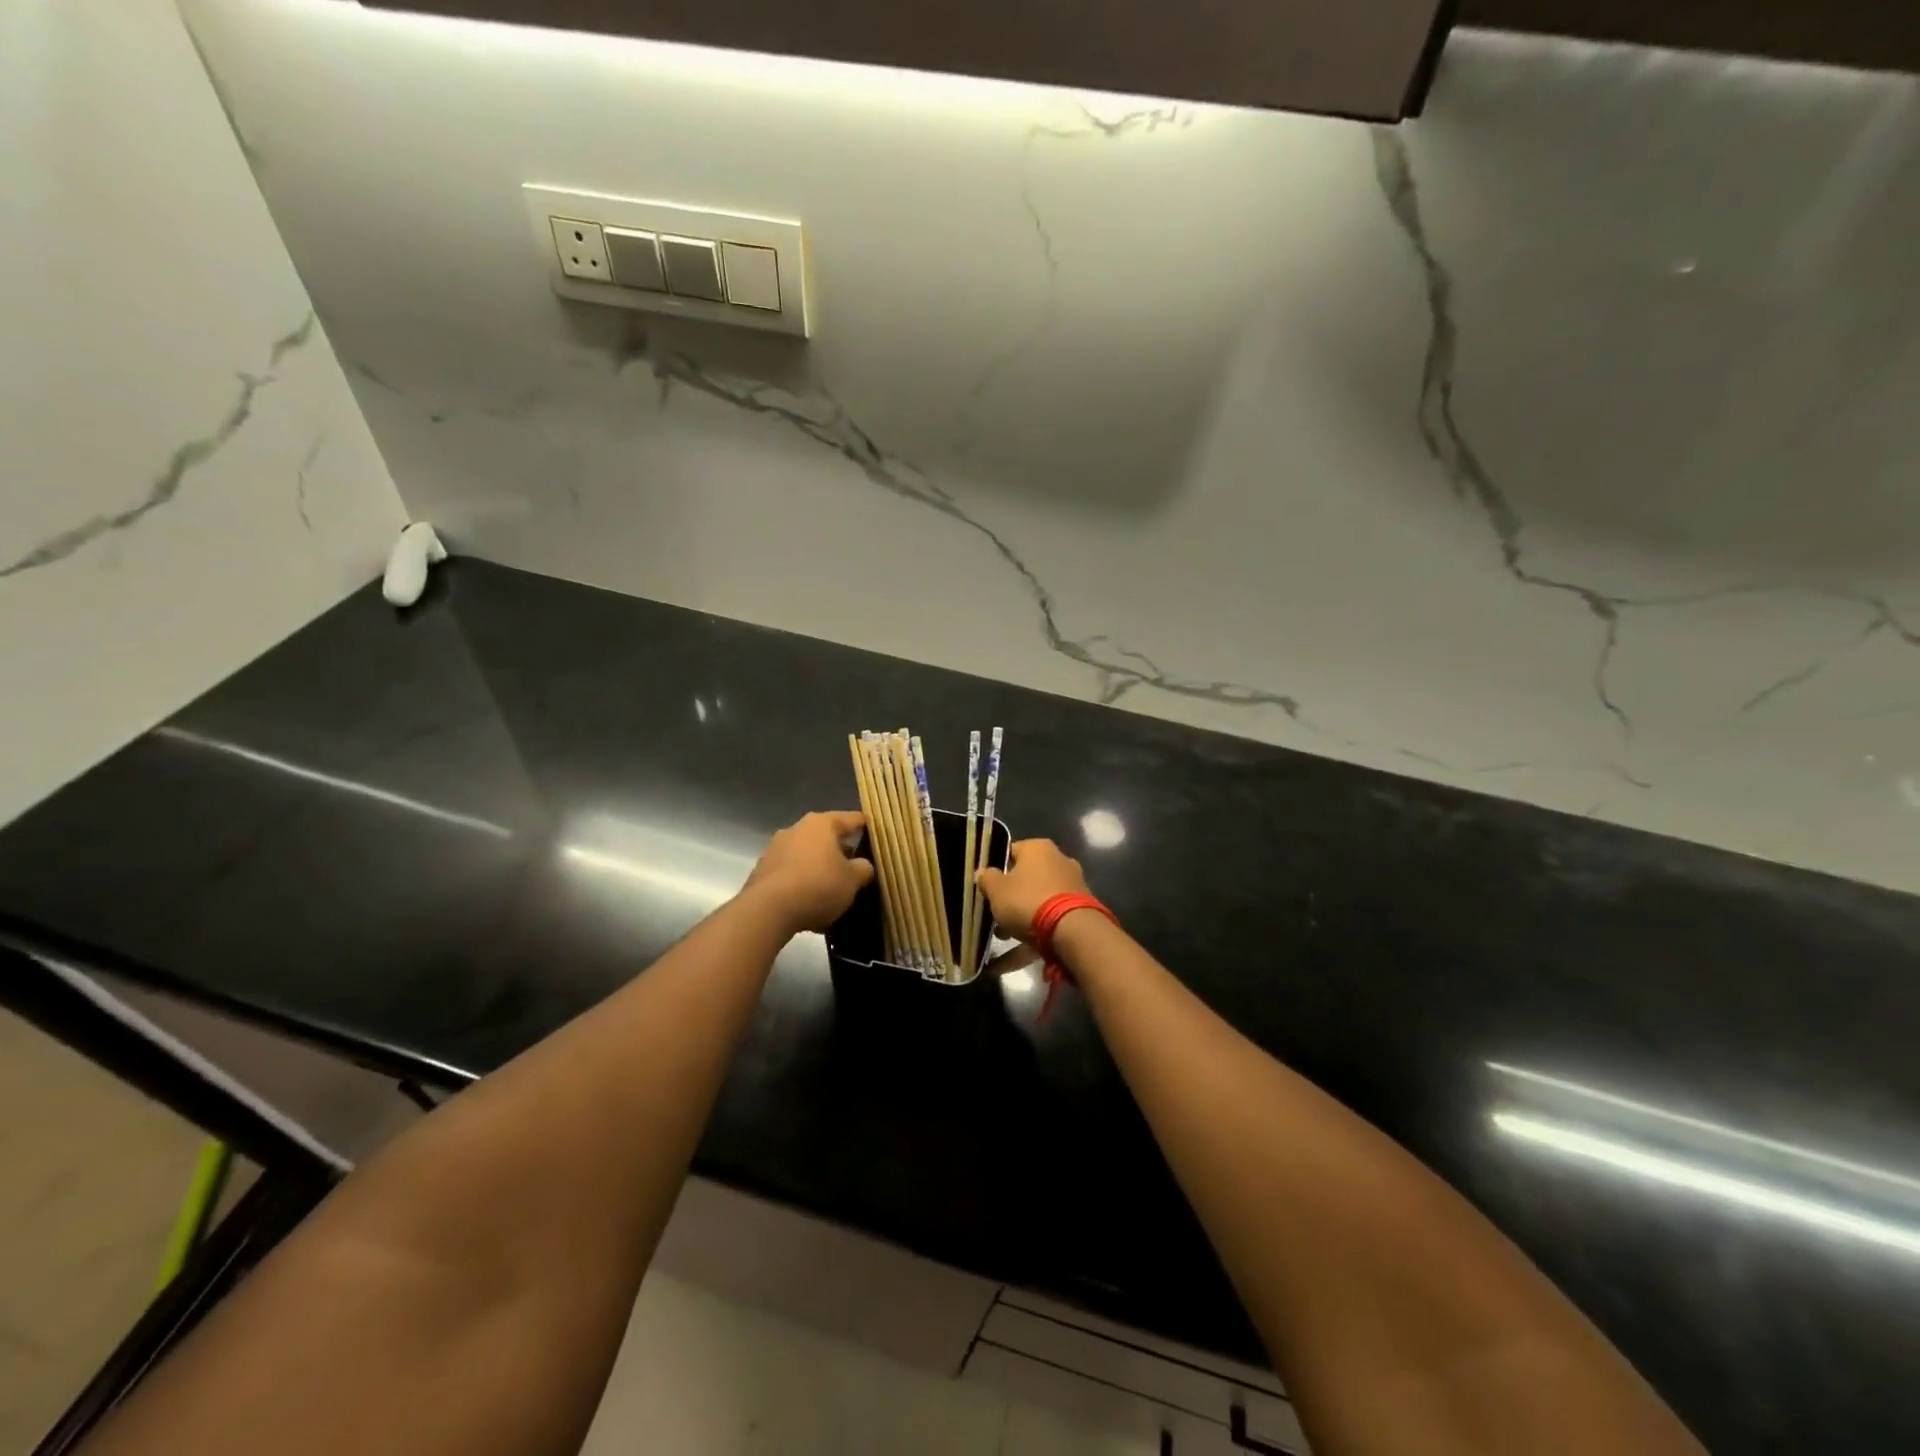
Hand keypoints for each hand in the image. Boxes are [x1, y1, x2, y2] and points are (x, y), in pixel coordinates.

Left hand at [742, 811, 875, 933]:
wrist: (767, 910)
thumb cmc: (818, 885)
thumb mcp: (853, 880)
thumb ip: (863, 869)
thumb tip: (862, 865)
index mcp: (822, 824)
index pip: (851, 819)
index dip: (866, 827)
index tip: (876, 834)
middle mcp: (797, 829)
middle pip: (827, 837)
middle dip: (841, 852)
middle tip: (855, 869)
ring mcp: (776, 849)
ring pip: (807, 856)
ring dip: (820, 869)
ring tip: (833, 892)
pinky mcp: (762, 871)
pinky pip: (791, 874)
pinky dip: (803, 884)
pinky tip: (811, 905)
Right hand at [974, 838, 1090, 942]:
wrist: (1072, 931)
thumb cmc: (1028, 901)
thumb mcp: (996, 890)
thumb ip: (986, 879)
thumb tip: (983, 873)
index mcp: (1038, 848)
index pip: (1010, 852)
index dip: (995, 869)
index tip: (986, 888)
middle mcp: (1059, 860)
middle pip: (1025, 877)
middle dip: (1009, 898)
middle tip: (994, 916)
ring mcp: (1072, 884)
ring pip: (1038, 899)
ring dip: (1021, 917)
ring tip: (1004, 938)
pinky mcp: (1080, 908)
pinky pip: (1051, 917)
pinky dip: (1036, 931)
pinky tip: (1020, 952)